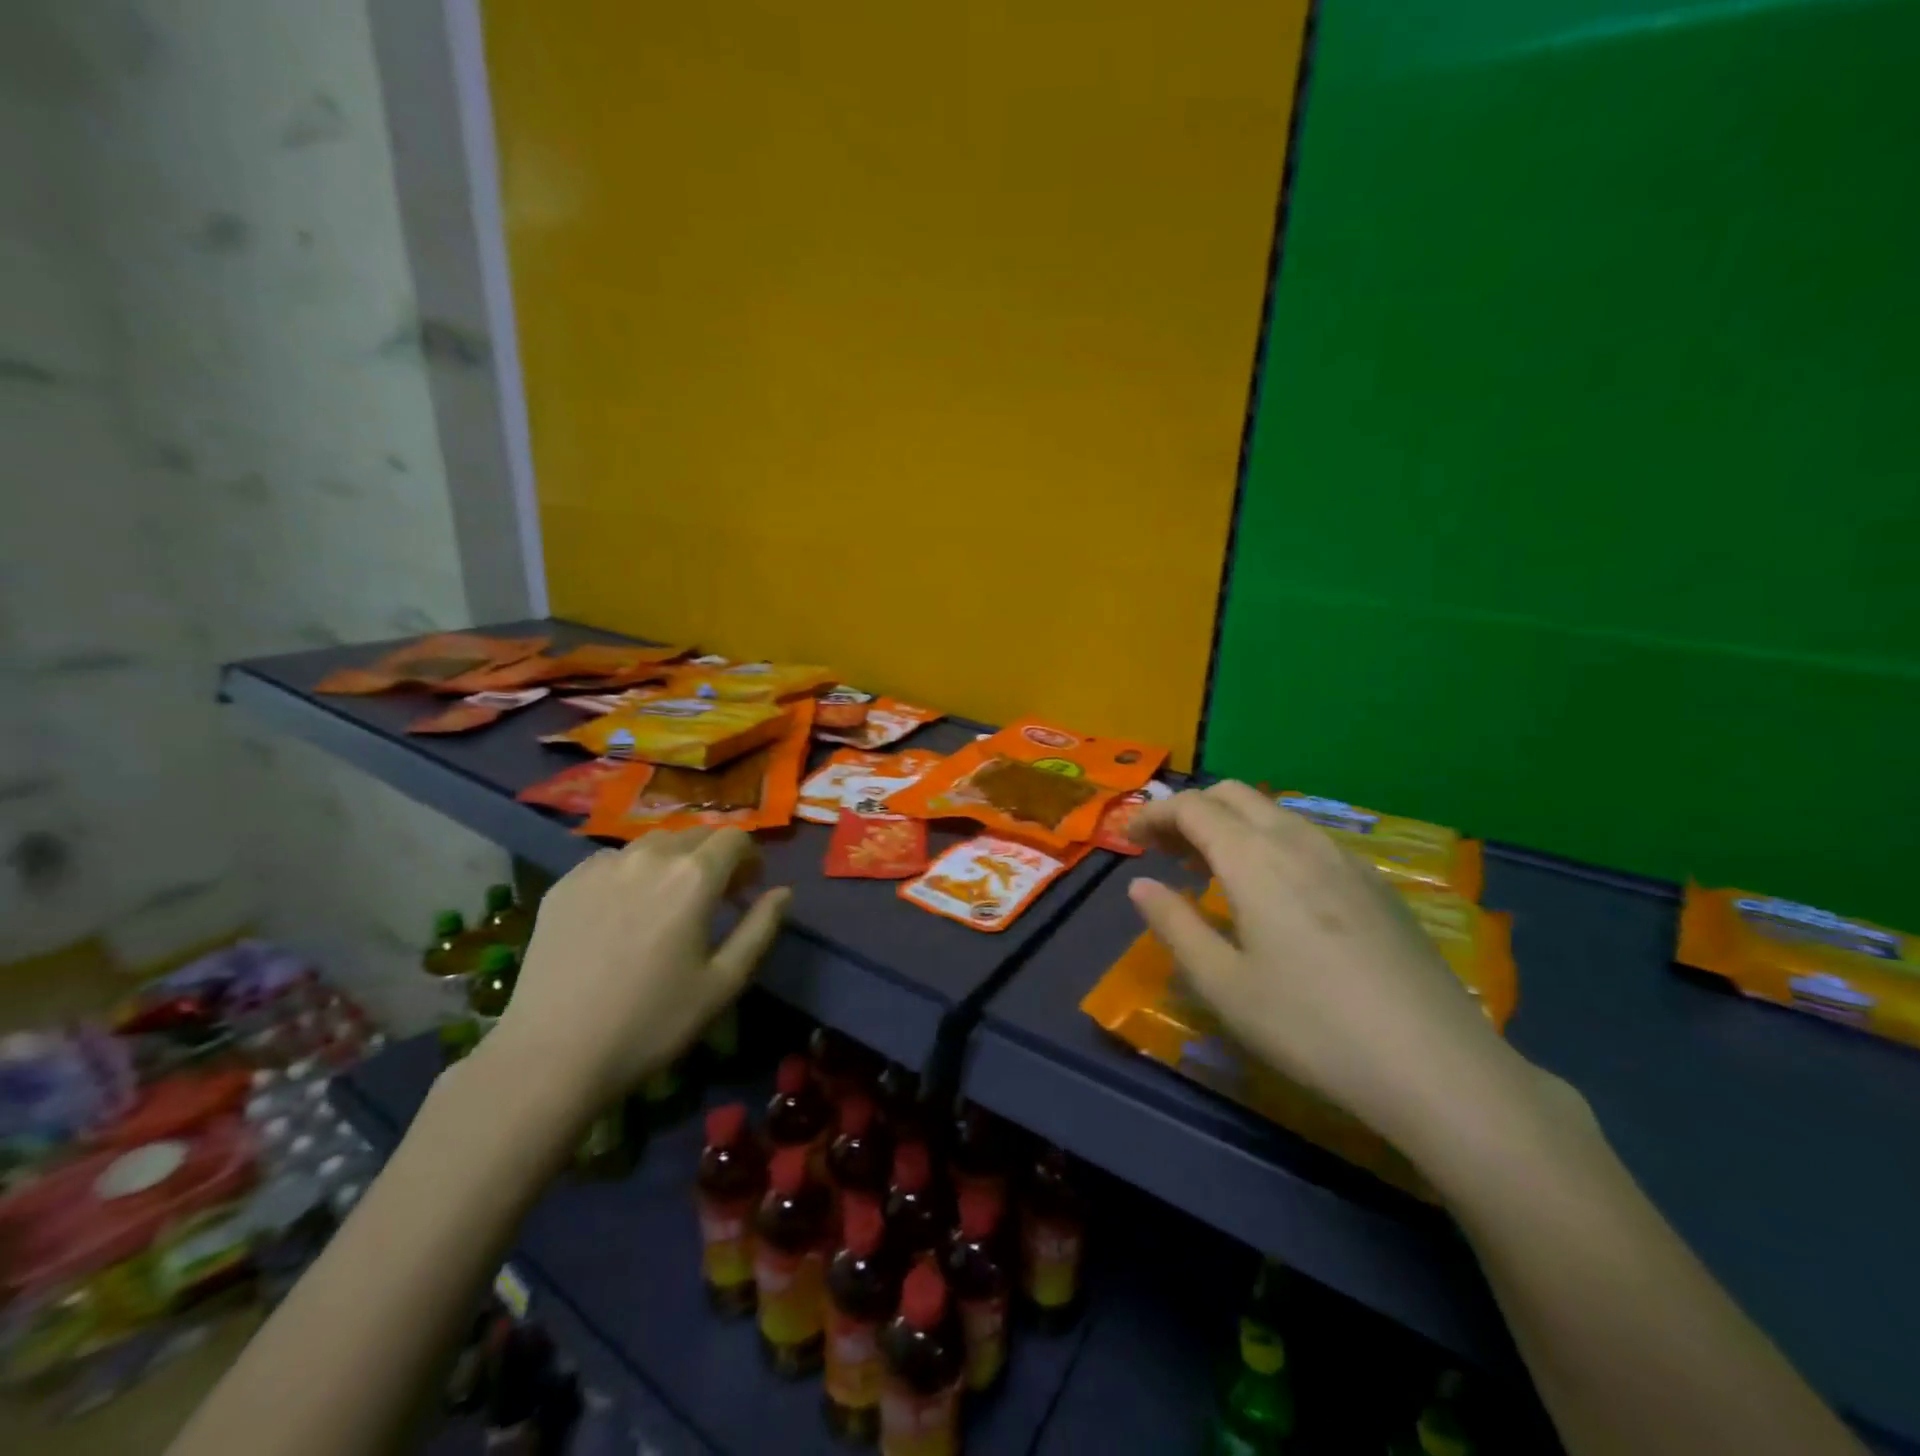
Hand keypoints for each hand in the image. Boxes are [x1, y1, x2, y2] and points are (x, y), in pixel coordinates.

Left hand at [478, 829, 789, 1128]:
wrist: (552, 1055)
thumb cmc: (652, 1022)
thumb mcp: (723, 982)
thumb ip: (761, 928)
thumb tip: (783, 892)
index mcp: (693, 876)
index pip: (735, 838)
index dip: (749, 858)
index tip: (747, 888)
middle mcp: (649, 856)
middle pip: (694, 835)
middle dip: (713, 857)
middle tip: (712, 897)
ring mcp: (601, 866)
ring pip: (652, 844)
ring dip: (672, 861)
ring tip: (666, 902)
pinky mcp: (565, 883)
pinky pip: (611, 862)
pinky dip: (630, 873)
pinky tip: (622, 913)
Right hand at [1126, 782, 1531, 1157]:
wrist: (1436, 1065)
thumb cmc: (1309, 1026)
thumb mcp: (1223, 983)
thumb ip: (1174, 924)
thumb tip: (1140, 885)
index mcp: (1253, 858)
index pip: (1192, 807)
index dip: (1153, 814)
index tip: (1129, 838)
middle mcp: (1298, 841)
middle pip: (1233, 795)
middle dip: (1191, 811)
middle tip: (1165, 851)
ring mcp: (1345, 858)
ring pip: (1274, 813)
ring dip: (1232, 825)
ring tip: (1212, 870)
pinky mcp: (1376, 883)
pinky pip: (1308, 838)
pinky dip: (1271, 842)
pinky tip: (1275, 892)